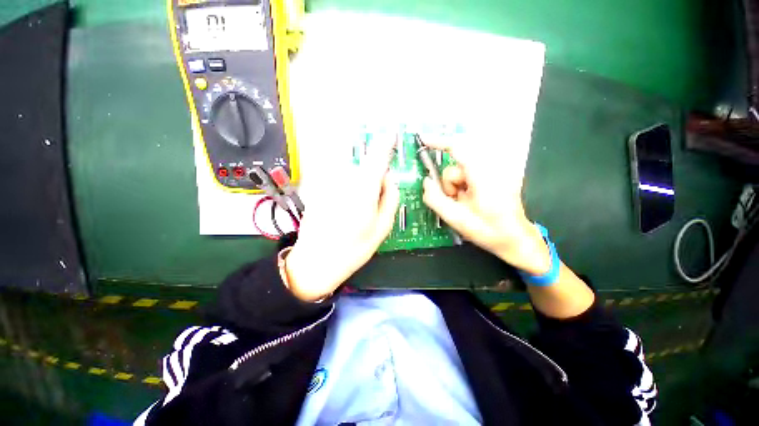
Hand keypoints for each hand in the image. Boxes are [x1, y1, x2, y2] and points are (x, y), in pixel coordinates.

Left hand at [284, 136, 399, 301]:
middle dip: (372, 179)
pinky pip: (338, 181)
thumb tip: (389, 179)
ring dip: (357, 186)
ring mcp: (328, 184)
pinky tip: (341, 210)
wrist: (315, 262)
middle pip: (364, 167)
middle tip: (372, 204)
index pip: (377, 158)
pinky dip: (344, 190)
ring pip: (351, 174)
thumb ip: (390, 198)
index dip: (385, 145)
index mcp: (363, 191)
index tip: (391, 136)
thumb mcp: (382, 228)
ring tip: (354, 211)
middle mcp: (344, 182)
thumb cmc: (353, 249)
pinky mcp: (317, 189)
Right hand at [421, 135, 550, 274]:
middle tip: (454, 201)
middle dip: (449, 184)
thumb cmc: (488, 231)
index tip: (423, 140)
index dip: (439, 142)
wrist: (515, 239)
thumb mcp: (456, 219)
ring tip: (464, 204)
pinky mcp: (494, 176)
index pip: (459, 148)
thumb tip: (426, 181)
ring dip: (456, 188)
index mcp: (483, 177)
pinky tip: (470, 200)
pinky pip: (468, 175)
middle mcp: (490, 169)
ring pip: (461, 172)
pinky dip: (462, 186)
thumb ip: (436, 199)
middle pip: (455, 167)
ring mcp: (493, 173)